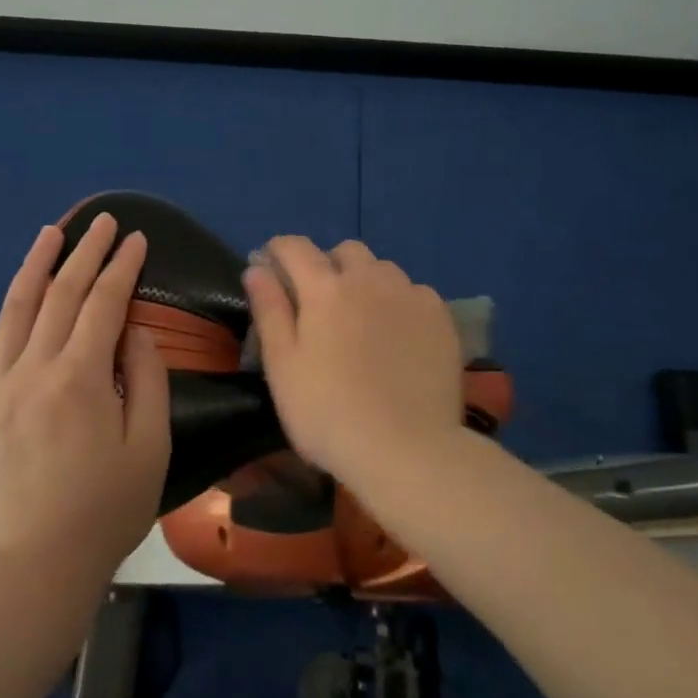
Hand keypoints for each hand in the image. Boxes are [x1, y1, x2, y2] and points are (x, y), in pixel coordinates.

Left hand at [0, 214, 170, 577]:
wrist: (35, 569)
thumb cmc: (106, 509)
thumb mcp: (150, 445)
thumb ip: (146, 378)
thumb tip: (133, 330)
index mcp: (79, 377)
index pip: (104, 303)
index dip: (122, 266)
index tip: (136, 238)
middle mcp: (31, 370)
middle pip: (60, 295)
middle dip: (85, 252)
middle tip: (102, 221)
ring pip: (13, 312)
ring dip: (35, 267)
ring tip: (50, 234)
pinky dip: (3, 326)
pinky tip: (15, 311)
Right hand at [242, 237, 464, 487]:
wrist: (408, 449)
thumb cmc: (329, 413)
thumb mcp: (283, 367)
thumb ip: (269, 311)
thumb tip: (256, 269)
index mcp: (324, 288)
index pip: (295, 247)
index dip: (278, 250)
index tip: (271, 266)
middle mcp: (369, 278)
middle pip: (345, 251)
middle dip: (328, 264)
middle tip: (321, 302)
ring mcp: (410, 294)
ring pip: (383, 269)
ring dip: (366, 281)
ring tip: (364, 319)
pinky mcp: (441, 316)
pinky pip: (414, 292)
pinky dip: (400, 302)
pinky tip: (399, 336)